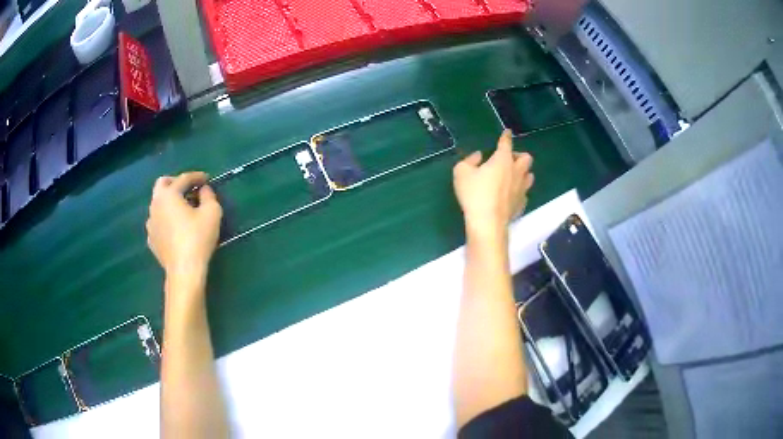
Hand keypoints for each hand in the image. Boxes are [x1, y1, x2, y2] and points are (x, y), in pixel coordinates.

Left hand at [146, 172, 222, 282]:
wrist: (184, 271)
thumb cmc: (198, 238)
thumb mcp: (212, 213)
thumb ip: (209, 196)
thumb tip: (204, 190)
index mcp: (169, 194)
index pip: (183, 178)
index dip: (197, 176)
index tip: (207, 179)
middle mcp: (155, 204)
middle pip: (162, 184)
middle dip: (176, 182)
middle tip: (189, 190)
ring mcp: (150, 223)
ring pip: (158, 204)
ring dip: (169, 202)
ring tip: (183, 210)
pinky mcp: (151, 239)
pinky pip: (157, 222)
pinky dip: (165, 219)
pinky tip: (175, 228)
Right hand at [453, 130, 533, 239]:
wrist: (487, 222)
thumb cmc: (474, 194)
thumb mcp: (461, 172)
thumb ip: (469, 160)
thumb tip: (478, 156)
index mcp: (502, 159)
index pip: (506, 143)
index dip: (506, 137)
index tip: (507, 133)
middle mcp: (516, 171)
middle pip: (526, 158)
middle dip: (519, 156)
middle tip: (508, 160)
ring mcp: (522, 189)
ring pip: (530, 175)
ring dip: (523, 173)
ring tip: (512, 176)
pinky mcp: (521, 204)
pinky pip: (524, 193)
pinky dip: (519, 191)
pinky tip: (511, 194)